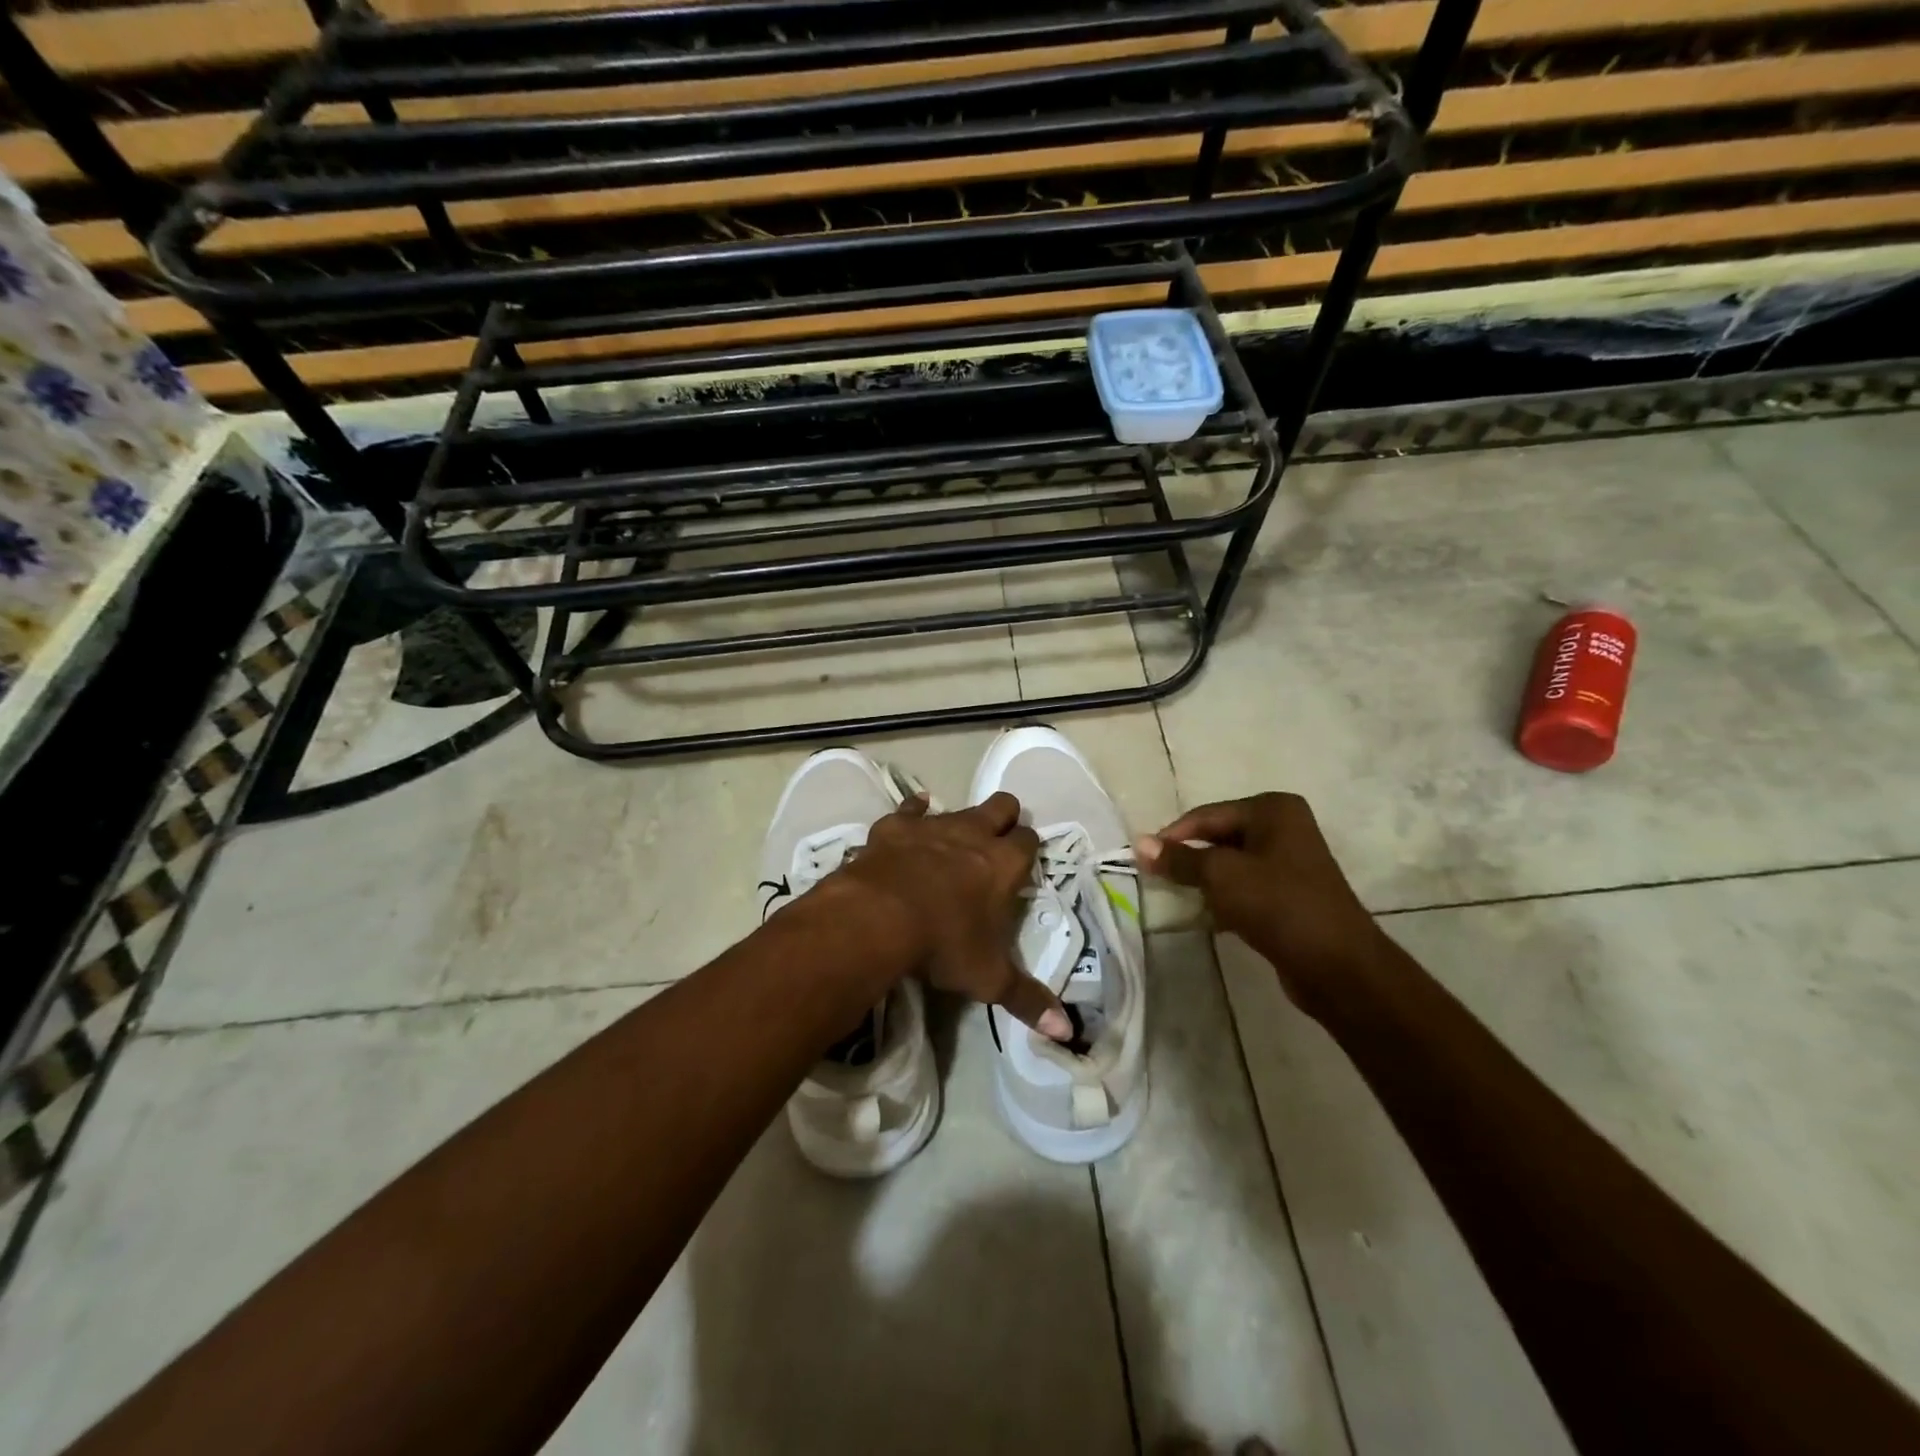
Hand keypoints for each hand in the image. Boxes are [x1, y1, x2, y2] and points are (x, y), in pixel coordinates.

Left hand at [837, 792, 1073, 1042]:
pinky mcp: (896, 825)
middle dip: (1004, 819)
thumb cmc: (942, 945)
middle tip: (995, 844)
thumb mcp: (988, 978)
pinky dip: (914, 812)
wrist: (877, 918)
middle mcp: (973, 834)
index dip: (1028, 849)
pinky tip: (913, 815)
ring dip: (959, 822)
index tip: (1022, 865)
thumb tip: (1066, 1032)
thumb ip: (1027, 999)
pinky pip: (910, 808)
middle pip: (1002, 807)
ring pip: (958, 808)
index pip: (1029, 840)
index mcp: (1003, 864)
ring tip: (951, 844)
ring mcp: (933, 825)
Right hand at [1134, 792, 1383, 1014]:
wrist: (1337, 966)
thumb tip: (1139, 844)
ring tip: (1176, 897)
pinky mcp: (1290, 896)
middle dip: (1189, 859)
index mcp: (1272, 810)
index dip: (1172, 837)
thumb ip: (1179, 859)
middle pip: (1218, 838)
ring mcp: (1290, 863)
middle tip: (1156, 879)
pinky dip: (1223, 899)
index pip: (1206, 816)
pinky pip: (1245, 888)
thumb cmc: (1278, 905)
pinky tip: (1205, 916)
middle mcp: (1284, 828)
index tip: (1141, 860)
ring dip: (1204, 881)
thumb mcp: (1221, 876)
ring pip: (1230, 865)